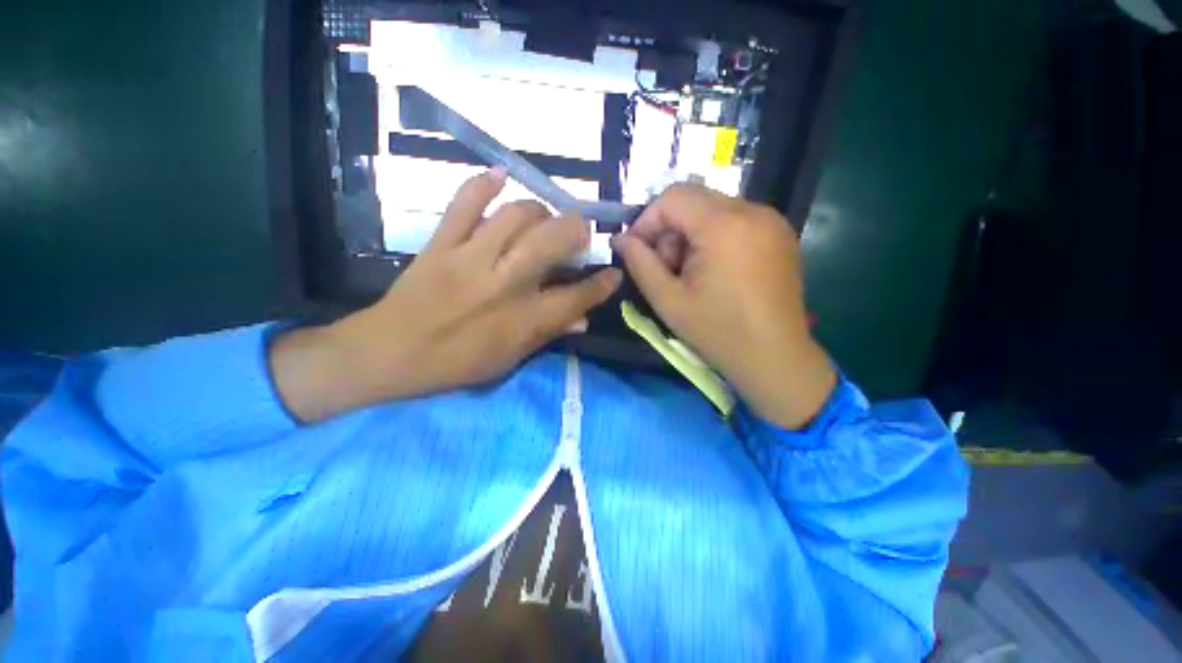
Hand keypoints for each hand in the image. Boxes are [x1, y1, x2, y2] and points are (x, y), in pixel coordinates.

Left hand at [271, 168, 621, 421]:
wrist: (390, 352)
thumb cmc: (456, 363)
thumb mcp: (510, 359)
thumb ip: (549, 334)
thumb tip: (583, 319)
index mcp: (523, 321)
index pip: (576, 297)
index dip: (602, 284)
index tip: (614, 272)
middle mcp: (504, 285)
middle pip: (551, 242)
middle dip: (576, 231)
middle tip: (581, 233)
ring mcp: (471, 260)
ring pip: (516, 217)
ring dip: (540, 211)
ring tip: (545, 219)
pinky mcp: (442, 244)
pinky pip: (463, 204)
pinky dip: (482, 184)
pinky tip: (500, 176)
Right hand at [612, 184, 834, 429]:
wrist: (775, 358)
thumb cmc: (717, 332)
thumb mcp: (668, 300)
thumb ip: (639, 263)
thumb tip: (620, 239)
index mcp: (724, 225)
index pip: (673, 197)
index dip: (647, 220)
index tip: (637, 250)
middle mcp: (753, 211)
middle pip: (694, 200)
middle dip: (669, 230)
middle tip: (665, 268)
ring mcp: (772, 221)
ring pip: (713, 209)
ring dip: (690, 235)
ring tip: (689, 274)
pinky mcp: (780, 234)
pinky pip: (734, 221)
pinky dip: (713, 238)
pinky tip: (712, 271)